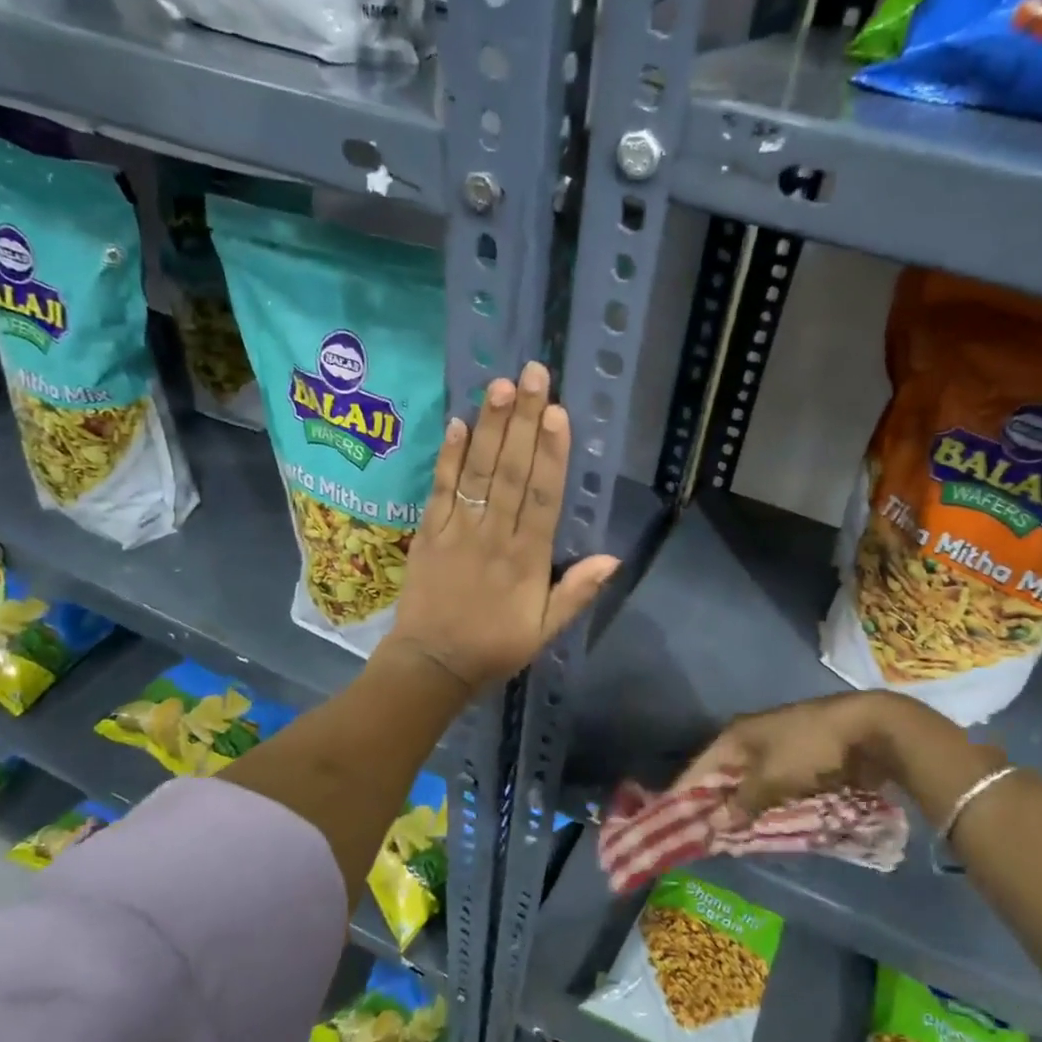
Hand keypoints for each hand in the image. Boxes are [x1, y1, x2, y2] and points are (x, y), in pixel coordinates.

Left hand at [383, 361, 619, 692]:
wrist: (430, 665)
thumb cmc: (494, 648)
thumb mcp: (544, 631)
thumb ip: (575, 593)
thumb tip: (613, 558)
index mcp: (526, 560)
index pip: (542, 497)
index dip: (551, 454)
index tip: (557, 413)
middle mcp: (494, 536)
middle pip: (510, 472)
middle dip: (522, 421)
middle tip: (531, 375)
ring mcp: (458, 531)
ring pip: (477, 472)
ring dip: (489, 427)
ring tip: (498, 386)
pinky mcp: (428, 533)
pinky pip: (440, 489)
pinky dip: (448, 456)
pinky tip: (457, 423)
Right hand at [678, 690, 989, 819]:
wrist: (868, 730)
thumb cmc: (811, 749)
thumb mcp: (772, 778)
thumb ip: (743, 802)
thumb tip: (714, 824)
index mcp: (736, 736)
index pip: (699, 769)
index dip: (684, 796)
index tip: (670, 825)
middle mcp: (750, 739)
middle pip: (722, 777)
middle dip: (713, 807)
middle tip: (701, 840)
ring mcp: (775, 748)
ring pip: (747, 784)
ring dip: (741, 809)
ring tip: (729, 840)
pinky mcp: (798, 760)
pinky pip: (771, 787)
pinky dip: (765, 805)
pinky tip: (762, 826)